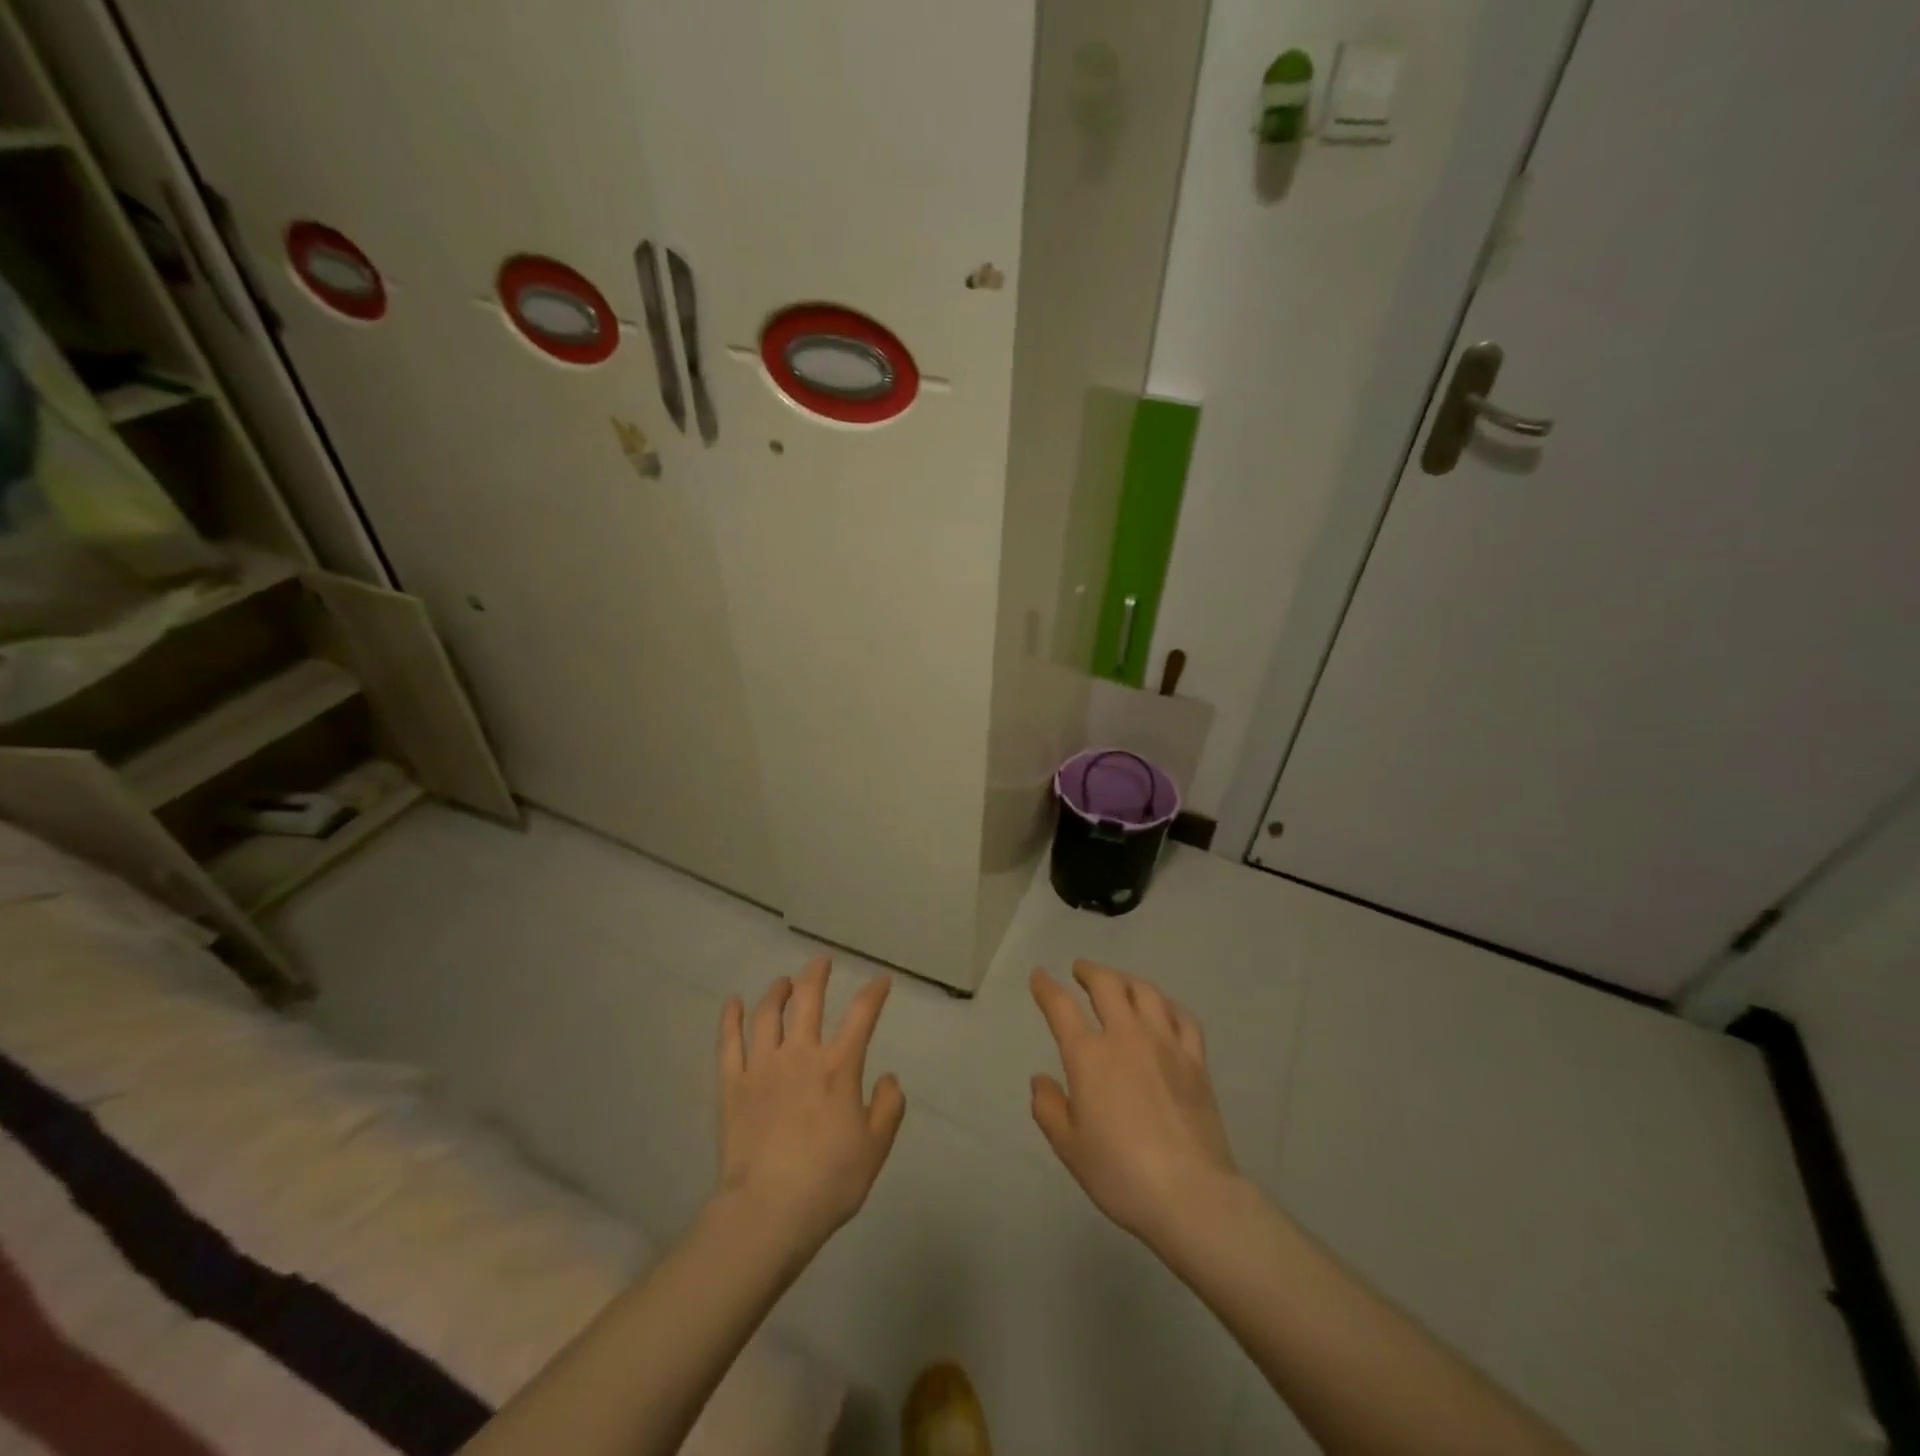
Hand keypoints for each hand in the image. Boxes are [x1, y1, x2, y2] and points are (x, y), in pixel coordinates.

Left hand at [716, 959, 904, 1253]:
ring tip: (783, 983)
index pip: (862, 1015)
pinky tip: (732, 1003)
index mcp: (839, 1066)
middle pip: (808, 999)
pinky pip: (728, 1043)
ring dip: (777, 992)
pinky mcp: (732, 1085)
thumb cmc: (829, 1181)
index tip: (881, 981)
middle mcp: (800, 1054)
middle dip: (817, 975)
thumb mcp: (875, 1148)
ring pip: (767, 1014)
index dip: (874, 993)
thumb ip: (888, 1107)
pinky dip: (730, 1019)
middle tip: (821, 963)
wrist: (768, 1212)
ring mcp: (762, 1067)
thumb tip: (888, 1077)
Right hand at [1030, 961, 1239, 1244]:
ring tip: (1119, 983)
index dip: (1046, 988)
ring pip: (1146, 992)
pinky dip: (1168, 1005)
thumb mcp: (1069, 1147)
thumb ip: (1048, 1108)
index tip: (1039, 977)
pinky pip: (1183, 1018)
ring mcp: (1165, 1045)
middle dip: (1090, 971)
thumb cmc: (1120, 1174)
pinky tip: (1164, 1009)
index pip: (1061, 1007)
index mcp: (1089, 1057)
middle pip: (1107, 985)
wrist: (1190, 1194)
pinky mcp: (1195, 1061)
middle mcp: (1126, 1037)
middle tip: (1080, 970)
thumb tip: (1041, 1079)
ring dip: (1127, 980)